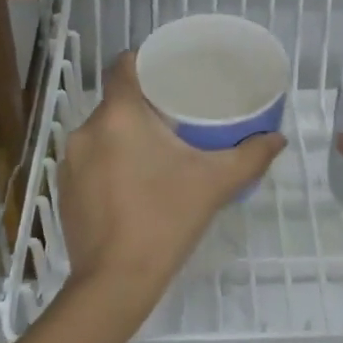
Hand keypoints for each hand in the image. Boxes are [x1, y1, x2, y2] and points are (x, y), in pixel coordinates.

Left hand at [58, 53, 285, 313]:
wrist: (115, 281)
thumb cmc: (165, 219)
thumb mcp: (216, 183)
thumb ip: (250, 156)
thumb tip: (278, 139)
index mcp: (119, 115)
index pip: (124, 66)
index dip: (146, 60)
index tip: (171, 72)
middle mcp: (87, 130)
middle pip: (116, 100)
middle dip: (145, 105)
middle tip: (178, 116)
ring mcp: (70, 162)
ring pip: (103, 132)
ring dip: (127, 136)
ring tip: (159, 151)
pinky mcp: (65, 190)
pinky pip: (91, 160)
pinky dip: (111, 162)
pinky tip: (134, 184)